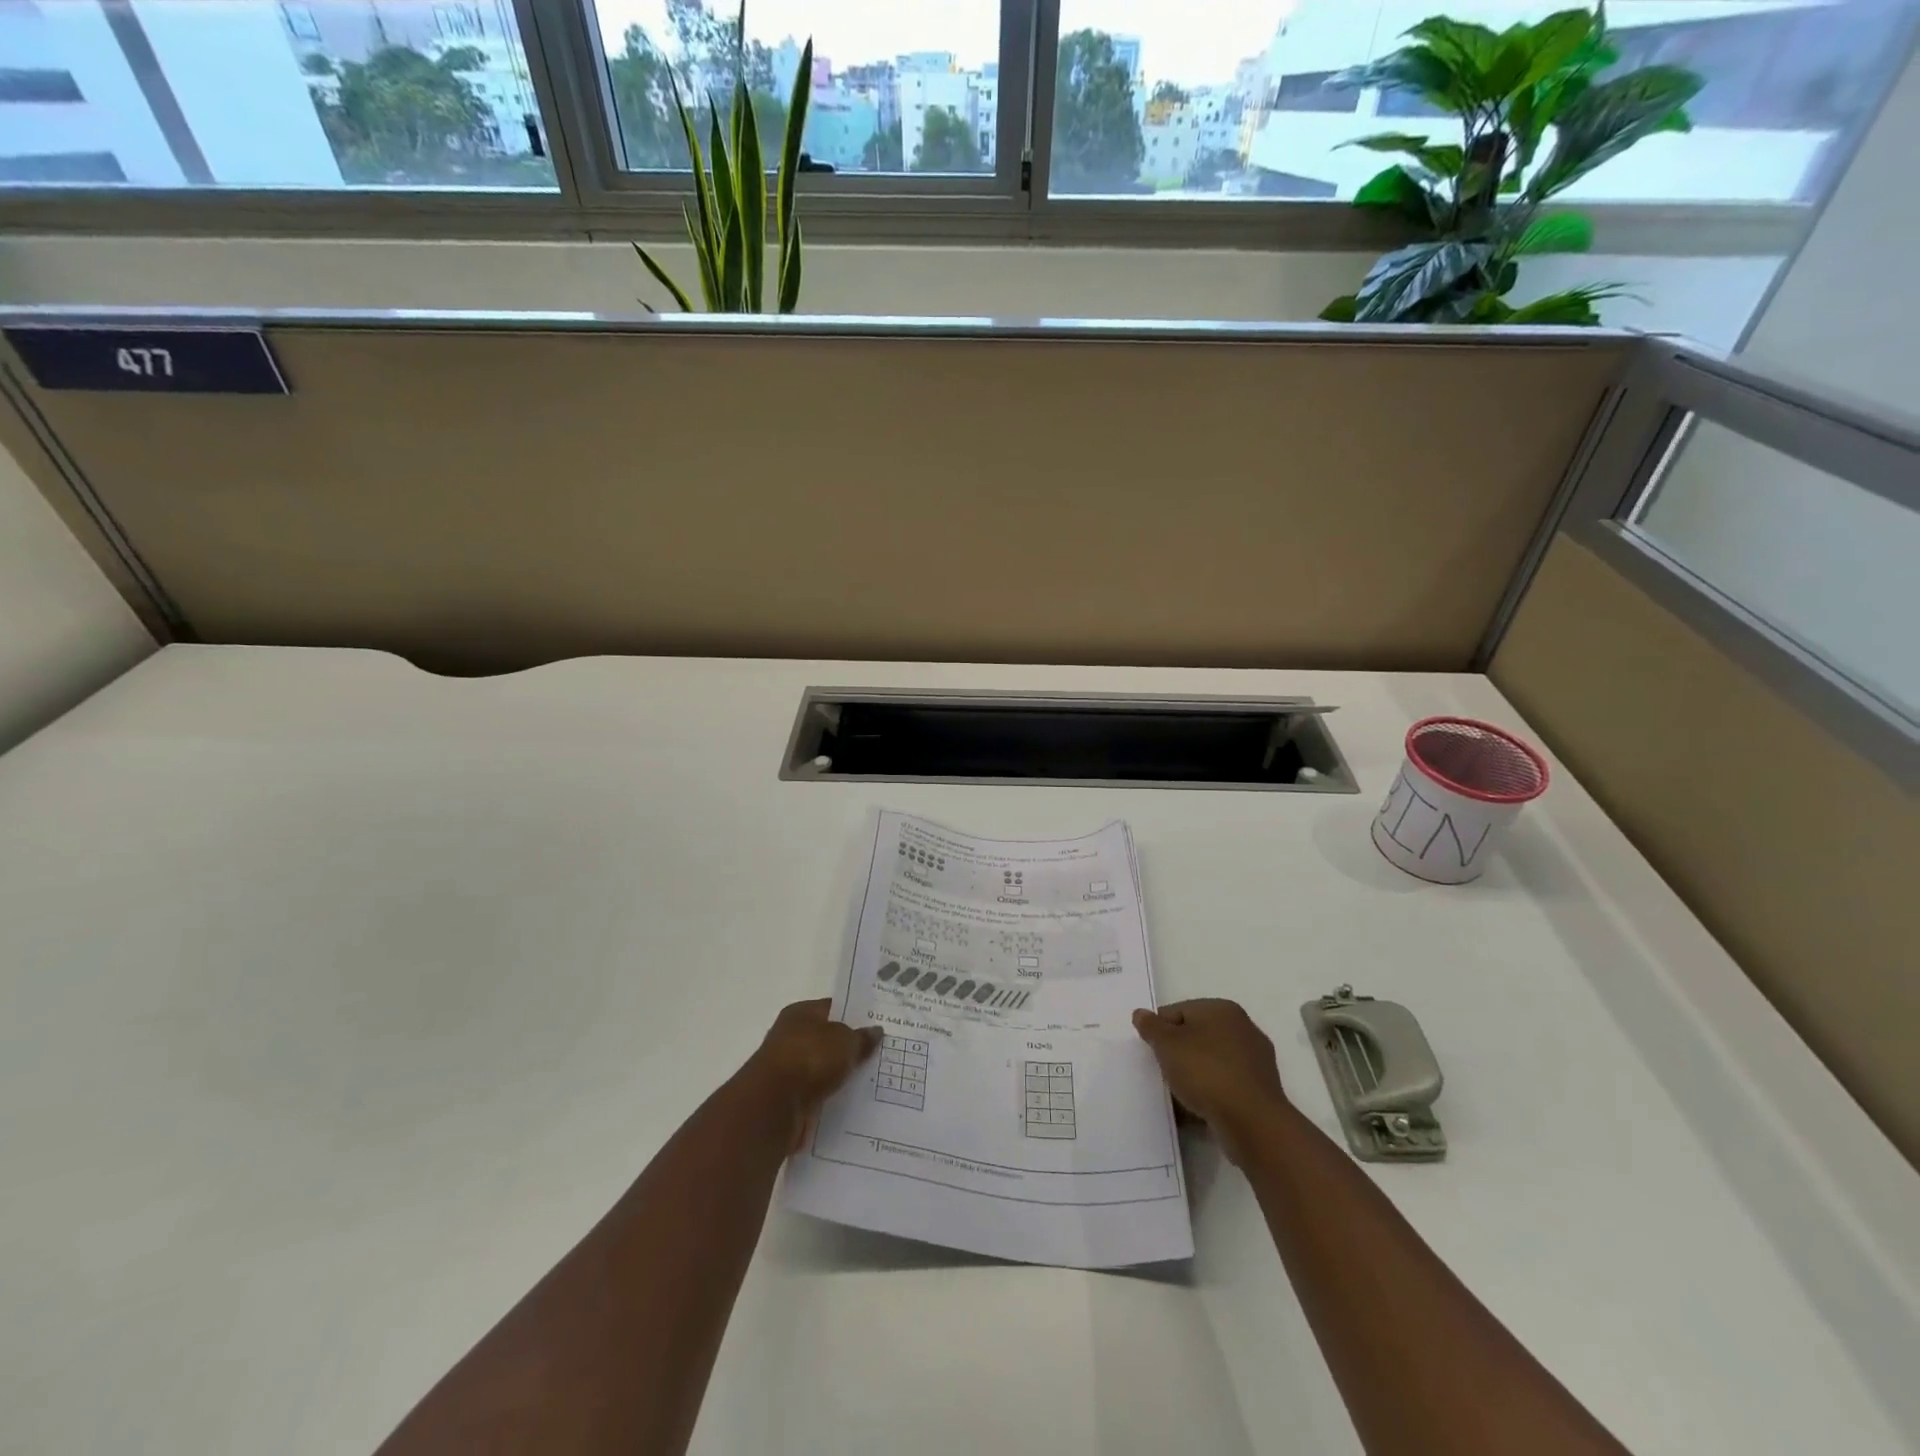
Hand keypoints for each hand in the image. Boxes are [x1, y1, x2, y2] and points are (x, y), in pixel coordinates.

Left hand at [738, 999, 880, 1151]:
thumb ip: (861, 1037)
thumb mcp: (845, 1041)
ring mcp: (788, 1068)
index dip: (855, 1015)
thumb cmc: (810, 1058)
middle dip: (850, 1047)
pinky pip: (818, 1092)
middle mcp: (791, 1036)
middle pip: (828, 1039)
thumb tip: (875, 1031)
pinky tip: (853, 1101)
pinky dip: (831, 1096)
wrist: (773, 1106)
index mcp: (801, 1013)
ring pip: (823, 1068)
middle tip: (881, 1053)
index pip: (833, 1008)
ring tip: (872, 1080)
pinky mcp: (789, 1098)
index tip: (878, 1025)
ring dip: (841, 1074)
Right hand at [1132, 999, 1289, 1165]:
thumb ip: (1151, 1027)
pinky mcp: (1259, 1090)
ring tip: (1176, 1094)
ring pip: (1210, 1062)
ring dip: (1193, 1075)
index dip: (1159, 1030)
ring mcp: (1255, 1061)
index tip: (1148, 1051)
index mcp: (1222, 1009)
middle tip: (1160, 1071)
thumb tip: (1141, 1013)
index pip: (1178, 1011)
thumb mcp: (1168, 1045)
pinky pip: (1224, 1085)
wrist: (1252, 1123)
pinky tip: (1195, 1109)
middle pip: (1196, 1035)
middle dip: (1177, 1052)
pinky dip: (1209, 1093)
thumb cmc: (1206, 1073)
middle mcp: (1243, 1028)